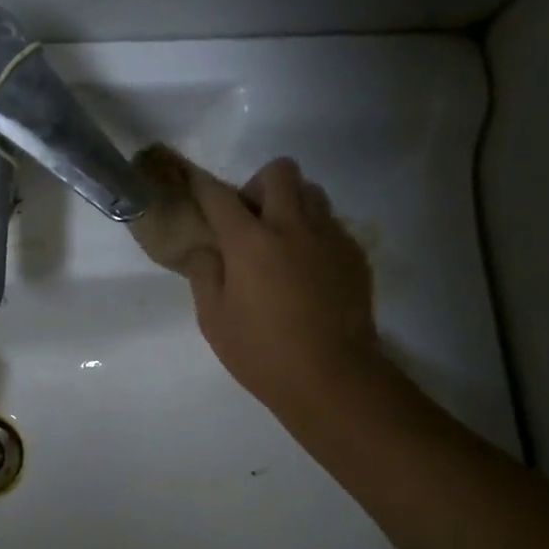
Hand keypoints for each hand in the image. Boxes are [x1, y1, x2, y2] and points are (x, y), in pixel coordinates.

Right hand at [181, 157, 381, 431]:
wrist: (332, 376)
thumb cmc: (261, 352)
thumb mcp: (214, 319)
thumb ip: (205, 274)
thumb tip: (206, 249)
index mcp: (250, 242)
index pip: (219, 196)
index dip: (202, 186)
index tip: (194, 184)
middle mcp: (292, 226)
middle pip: (279, 172)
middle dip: (258, 186)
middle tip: (250, 222)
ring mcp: (329, 237)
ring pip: (312, 193)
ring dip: (291, 205)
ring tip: (281, 243)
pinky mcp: (354, 254)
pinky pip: (331, 225)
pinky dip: (313, 235)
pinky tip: (306, 272)